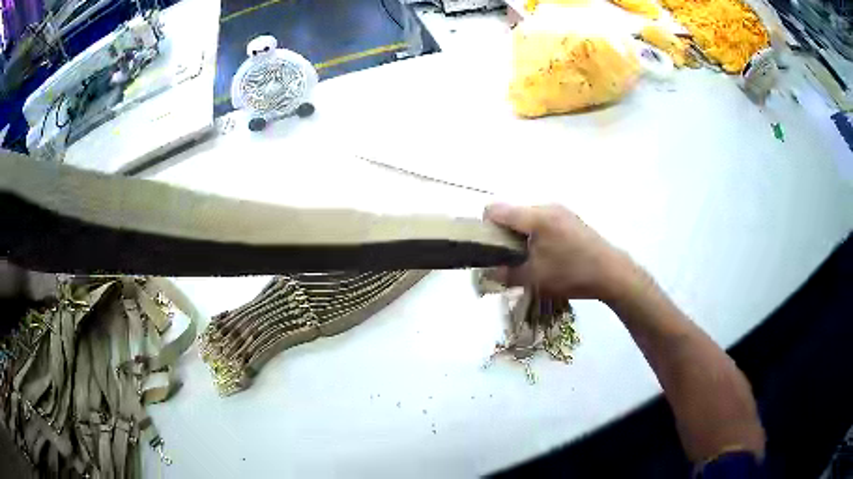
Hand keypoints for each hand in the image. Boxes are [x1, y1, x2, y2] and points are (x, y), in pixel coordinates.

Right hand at [484, 203, 634, 300]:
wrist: (612, 273)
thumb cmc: (572, 274)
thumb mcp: (535, 279)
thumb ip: (506, 274)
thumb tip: (488, 272)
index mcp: (535, 217)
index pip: (496, 209)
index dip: (484, 226)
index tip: (488, 248)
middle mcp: (547, 207)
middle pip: (513, 213)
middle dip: (505, 234)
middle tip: (510, 259)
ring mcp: (561, 211)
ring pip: (528, 218)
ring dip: (522, 236)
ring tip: (530, 260)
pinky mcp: (571, 219)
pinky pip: (544, 221)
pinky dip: (537, 235)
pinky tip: (548, 255)